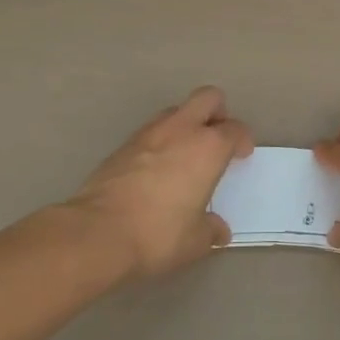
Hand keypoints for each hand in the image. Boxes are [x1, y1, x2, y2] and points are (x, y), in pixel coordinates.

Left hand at [68, 87, 253, 278]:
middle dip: (218, 112)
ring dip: (187, 124)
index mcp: (208, 147)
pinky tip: (158, 169)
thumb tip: (218, 230)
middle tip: (218, 138)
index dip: (242, 140)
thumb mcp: (196, 241)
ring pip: (176, 111)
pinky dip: (161, 141)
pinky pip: (151, 131)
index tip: (241, 156)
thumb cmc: (158, 234)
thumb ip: (211, 229)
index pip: (234, 129)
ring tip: (186, 154)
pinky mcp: (122, 146)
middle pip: (208, 98)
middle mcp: (181, 130)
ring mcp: (148, 133)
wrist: (97, 233)